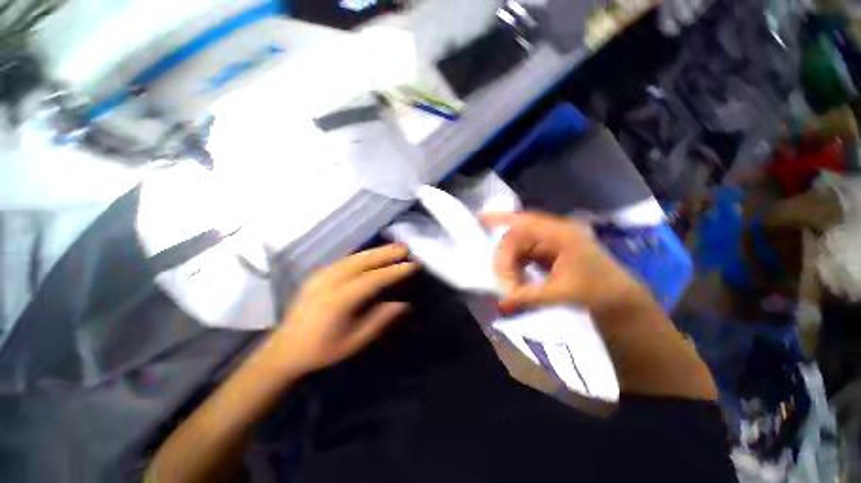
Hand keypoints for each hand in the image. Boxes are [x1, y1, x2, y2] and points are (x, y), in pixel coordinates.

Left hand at [270, 244, 417, 373]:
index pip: (373, 279)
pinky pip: (345, 259)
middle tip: (406, 248)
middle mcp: (329, 282)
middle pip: (363, 261)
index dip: (394, 271)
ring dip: (376, 250)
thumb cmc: (321, 350)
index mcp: (338, 300)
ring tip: (394, 246)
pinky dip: (362, 254)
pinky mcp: (318, 274)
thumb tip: (403, 304)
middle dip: (387, 253)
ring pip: (354, 257)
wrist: (284, 349)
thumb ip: (379, 320)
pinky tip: (373, 252)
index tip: (412, 265)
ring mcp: (321, 275)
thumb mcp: (353, 342)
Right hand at [482, 212, 645, 312]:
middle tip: (505, 286)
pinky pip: (521, 255)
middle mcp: (552, 233)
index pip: (525, 221)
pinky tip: (517, 282)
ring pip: (516, 248)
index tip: (480, 220)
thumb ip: (530, 297)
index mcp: (561, 235)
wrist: (618, 297)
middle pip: (516, 239)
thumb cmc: (597, 291)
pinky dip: (515, 268)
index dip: (501, 219)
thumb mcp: (562, 294)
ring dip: (509, 266)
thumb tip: (501, 303)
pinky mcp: (545, 251)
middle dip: (505, 261)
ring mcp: (548, 242)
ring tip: (512, 287)